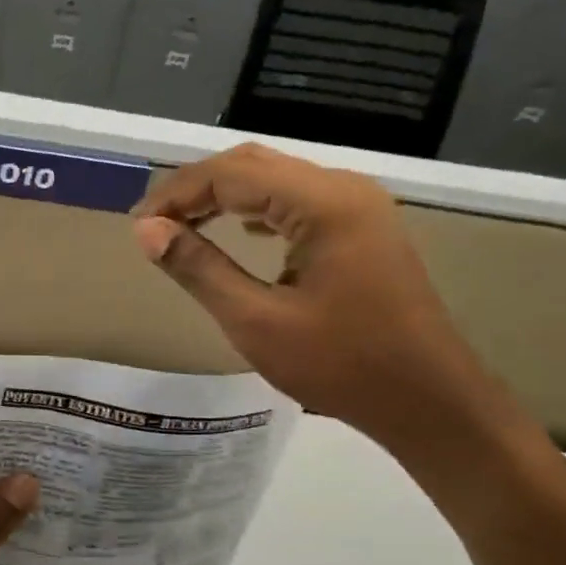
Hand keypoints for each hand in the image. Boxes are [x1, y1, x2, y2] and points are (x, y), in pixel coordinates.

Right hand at [133, 143, 498, 451]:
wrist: (428, 400)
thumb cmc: (341, 365)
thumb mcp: (256, 321)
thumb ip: (198, 268)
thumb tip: (146, 231)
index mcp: (322, 204)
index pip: (231, 174)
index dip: (176, 194)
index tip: (137, 226)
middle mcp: (343, 188)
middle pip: (253, 164)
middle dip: (196, 188)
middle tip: (152, 224)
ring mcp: (358, 205)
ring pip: (275, 178)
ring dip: (224, 195)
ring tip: (181, 226)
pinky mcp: (362, 227)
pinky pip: (297, 199)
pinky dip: (255, 207)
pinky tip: (237, 229)